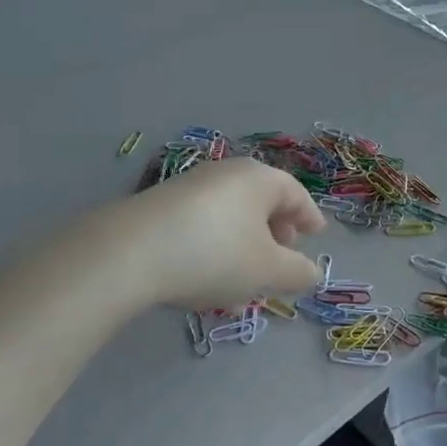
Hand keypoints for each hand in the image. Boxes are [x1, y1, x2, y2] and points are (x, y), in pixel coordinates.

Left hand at [77, 158, 325, 311]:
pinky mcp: (162, 203)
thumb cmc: (214, 255)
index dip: (309, 217)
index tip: (316, 236)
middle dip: (276, 228)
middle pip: (262, 198)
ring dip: (245, 238)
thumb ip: (298, 273)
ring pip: (232, 210)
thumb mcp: (266, 272)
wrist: (129, 252)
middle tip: (283, 256)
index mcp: (260, 179)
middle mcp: (227, 172)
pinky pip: (204, 219)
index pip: (295, 194)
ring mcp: (191, 184)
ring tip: (245, 272)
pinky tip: (208, 270)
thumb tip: (313, 273)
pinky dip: (217, 240)